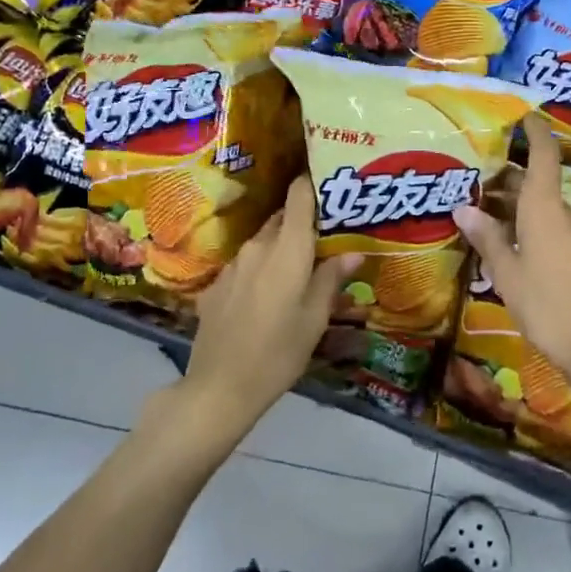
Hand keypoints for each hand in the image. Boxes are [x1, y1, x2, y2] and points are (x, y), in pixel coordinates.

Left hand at [181, 175, 362, 441]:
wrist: (218, 389)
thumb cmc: (278, 353)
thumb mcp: (315, 319)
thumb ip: (332, 279)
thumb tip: (354, 252)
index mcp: (287, 249)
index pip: (298, 196)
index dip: (312, 183)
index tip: (329, 182)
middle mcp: (258, 247)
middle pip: (282, 219)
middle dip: (303, 223)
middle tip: (326, 236)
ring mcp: (233, 265)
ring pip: (263, 243)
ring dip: (281, 248)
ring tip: (300, 269)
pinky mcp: (216, 286)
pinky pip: (245, 266)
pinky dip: (260, 271)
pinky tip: (267, 298)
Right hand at [454, 114, 570, 377]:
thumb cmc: (546, 304)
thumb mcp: (506, 272)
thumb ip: (487, 237)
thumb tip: (463, 208)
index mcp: (543, 208)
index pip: (544, 156)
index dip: (534, 132)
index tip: (522, 116)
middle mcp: (561, 213)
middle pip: (535, 181)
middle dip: (506, 175)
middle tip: (472, 176)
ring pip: (540, 205)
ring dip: (513, 202)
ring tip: (479, 208)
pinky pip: (548, 225)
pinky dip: (525, 222)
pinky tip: (504, 239)